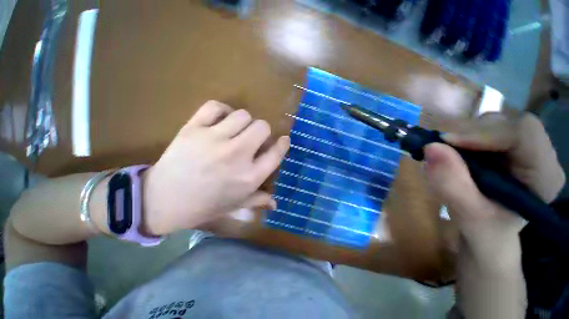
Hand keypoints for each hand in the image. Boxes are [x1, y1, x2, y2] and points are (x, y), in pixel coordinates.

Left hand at [141, 101, 289, 234]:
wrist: (162, 201)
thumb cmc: (205, 205)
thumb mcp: (236, 205)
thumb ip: (259, 201)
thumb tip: (276, 204)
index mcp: (249, 176)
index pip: (276, 153)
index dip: (283, 143)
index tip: (284, 140)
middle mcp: (237, 155)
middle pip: (262, 127)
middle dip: (263, 132)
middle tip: (255, 139)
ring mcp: (214, 139)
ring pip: (243, 115)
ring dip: (245, 122)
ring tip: (237, 131)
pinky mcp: (193, 128)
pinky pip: (215, 107)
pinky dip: (222, 111)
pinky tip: (221, 121)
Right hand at [424, 114, 564, 266]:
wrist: (487, 234)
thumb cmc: (485, 231)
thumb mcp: (467, 215)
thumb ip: (451, 185)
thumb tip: (430, 148)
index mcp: (544, 175)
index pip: (523, 134)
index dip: (484, 133)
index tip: (446, 143)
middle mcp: (538, 155)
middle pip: (507, 123)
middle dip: (469, 133)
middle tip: (441, 149)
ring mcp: (522, 148)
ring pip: (492, 123)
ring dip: (463, 135)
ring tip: (447, 156)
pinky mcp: (504, 147)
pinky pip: (481, 129)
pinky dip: (460, 138)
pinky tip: (453, 154)